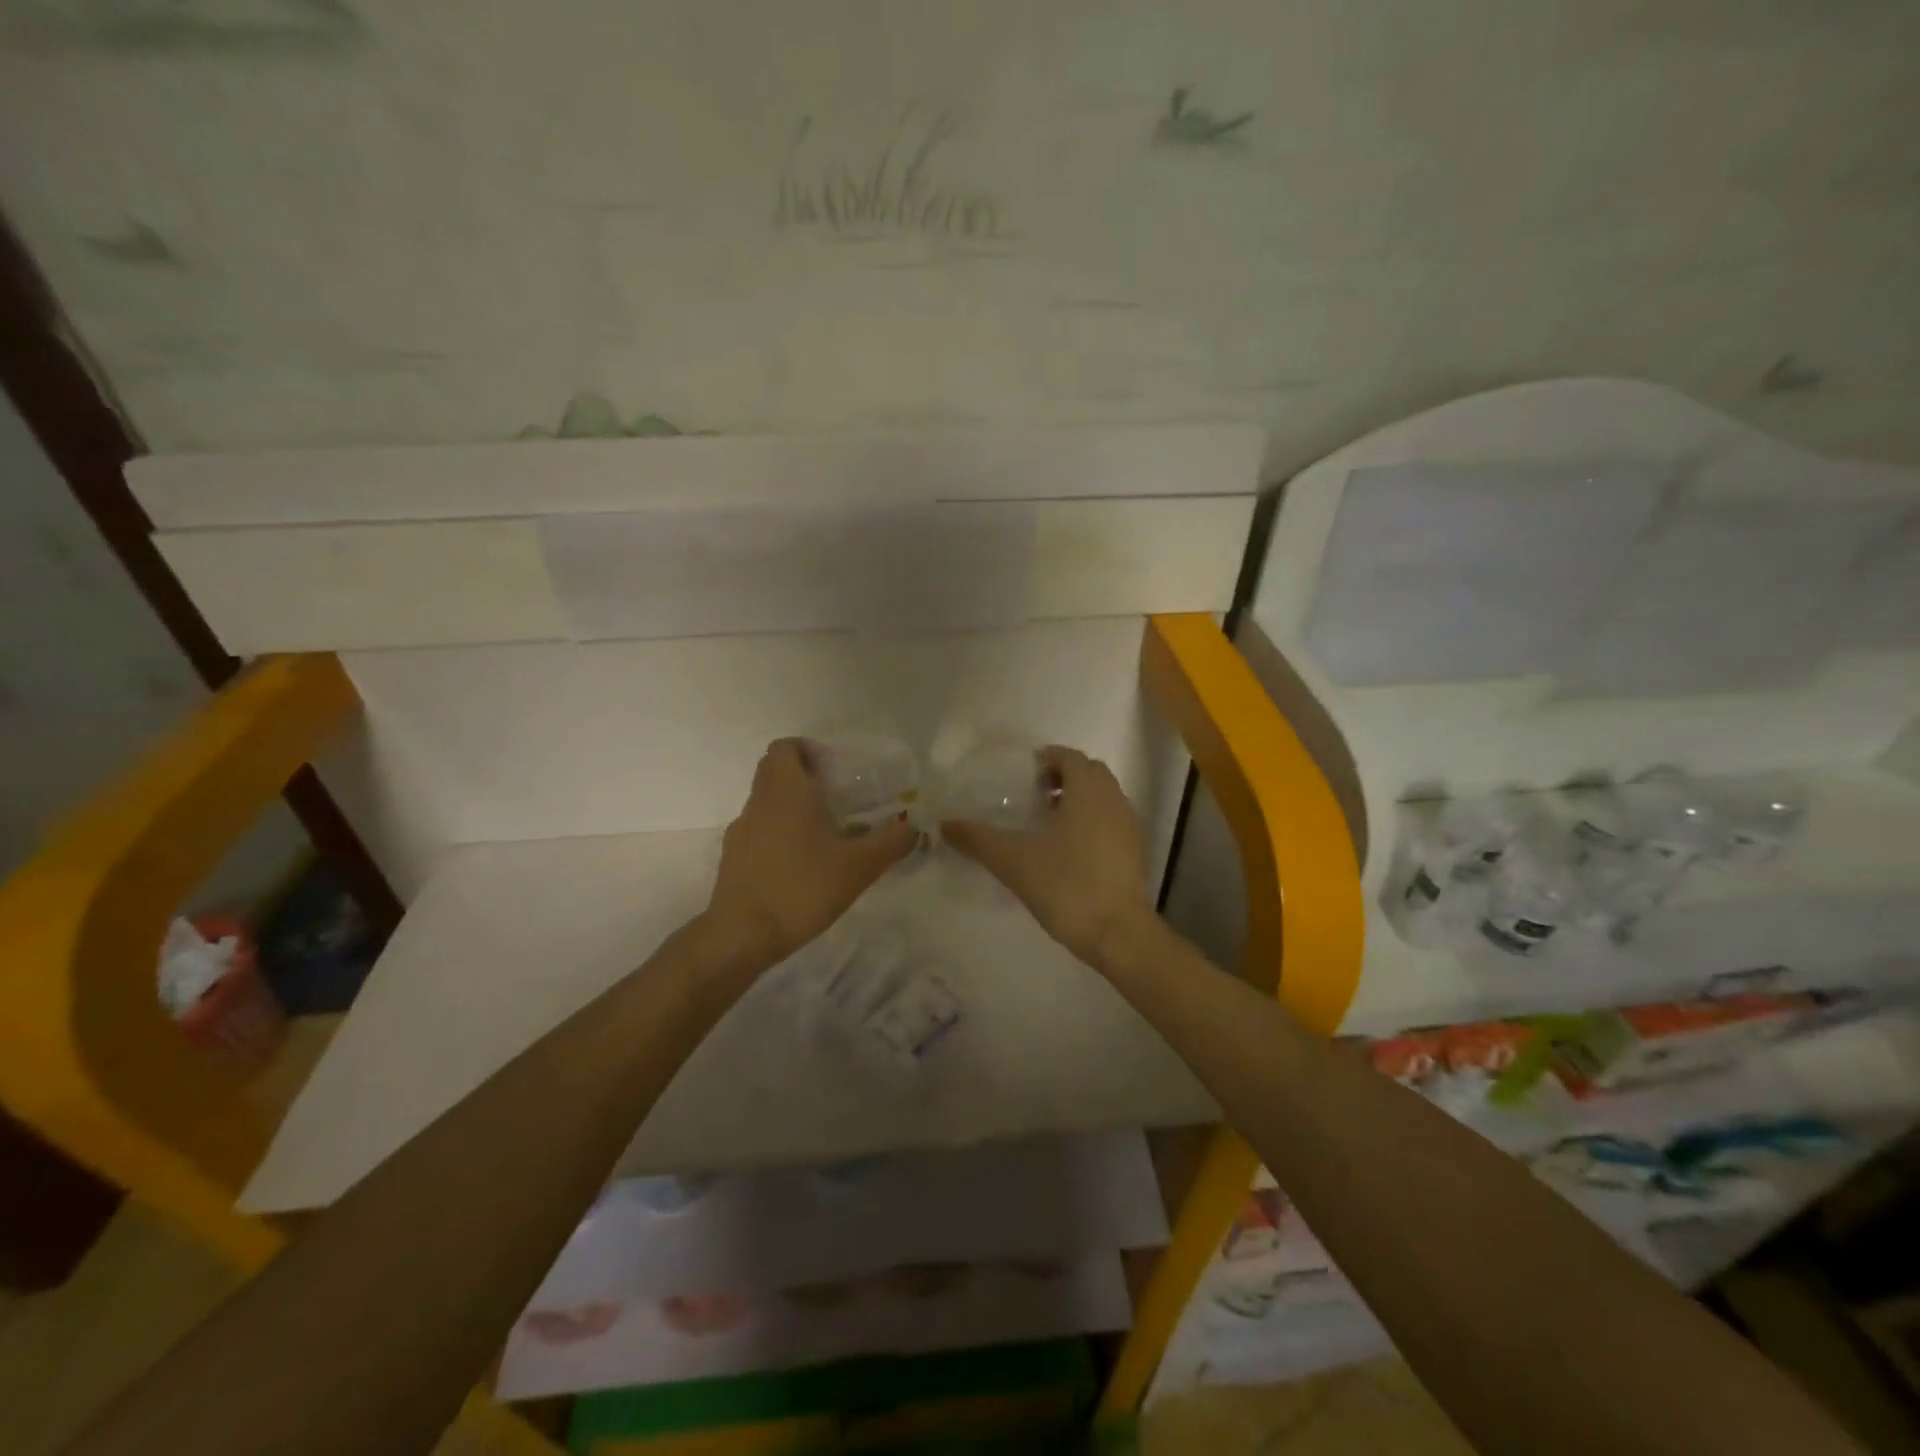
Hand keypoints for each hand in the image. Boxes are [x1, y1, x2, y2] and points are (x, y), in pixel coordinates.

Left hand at [705, 738, 917, 965]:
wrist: (742, 935)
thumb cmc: (801, 888)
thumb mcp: (859, 866)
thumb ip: (891, 842)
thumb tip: (914, 827)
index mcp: (786, 791)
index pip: (785, 747)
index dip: (808, 750)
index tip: (835, 770)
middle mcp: (758, 802)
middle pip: (775, 771)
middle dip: (804, 777)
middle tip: (837, 799)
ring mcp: (740, 830)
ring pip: (766, 802)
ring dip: (791, 807)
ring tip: (824, 835)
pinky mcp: (733, 858)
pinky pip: (758, 831)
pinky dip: (778, 835)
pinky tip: (800, 865)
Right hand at [942, 746, 1150, 965]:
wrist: (1117, 934)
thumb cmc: (1066, 885)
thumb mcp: (1013, 861)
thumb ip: (978, 839)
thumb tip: (944, 824)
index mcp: (1088, 791)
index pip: (1070, 756)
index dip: (1045, 759)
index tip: (1021, 776)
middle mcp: (1114, 800)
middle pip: (1089, 773)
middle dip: (1061, 778)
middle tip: (1031, 797)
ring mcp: (1129, 827)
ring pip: (1102, 798)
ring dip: (1077, 800)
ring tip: (1046, 823)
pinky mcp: (1135, 852)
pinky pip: (1110, 821)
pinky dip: (1090, 821)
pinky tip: (1066, 850)